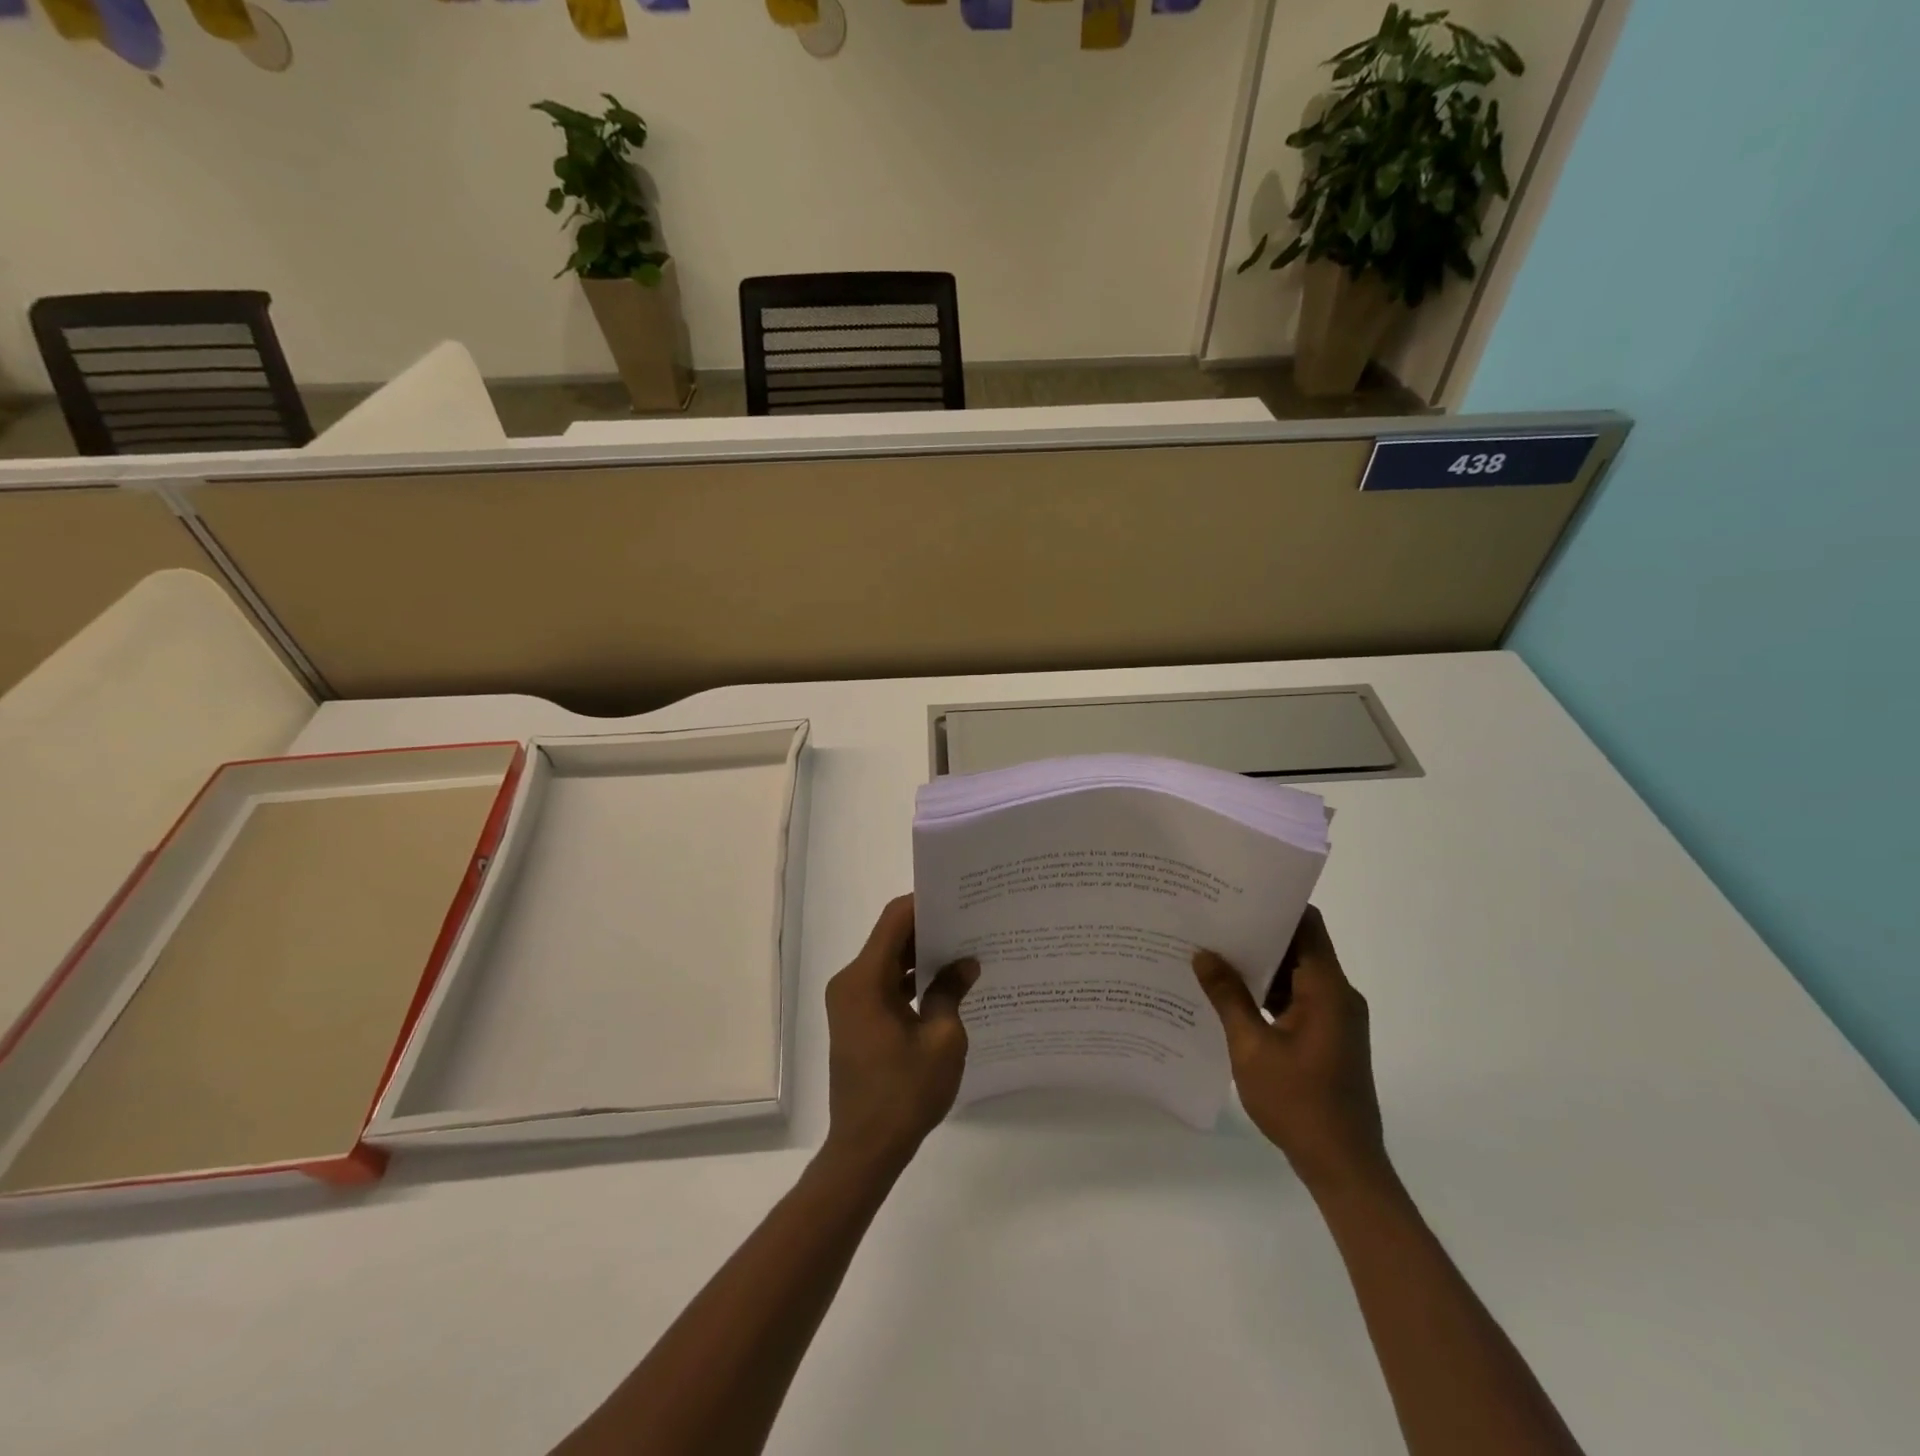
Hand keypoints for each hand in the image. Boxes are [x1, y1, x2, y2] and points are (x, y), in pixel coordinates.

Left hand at [822, 896, 977, 1173]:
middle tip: (970, 920)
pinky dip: (911, 979)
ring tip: (965, 947)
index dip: (924, 902)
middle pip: (890, 938)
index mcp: (864, 980)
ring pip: (888, 961)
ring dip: (921, 955)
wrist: (866, 1149)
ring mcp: (850, 1002)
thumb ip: (951, 992)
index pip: (894, 920)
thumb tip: (966, 963)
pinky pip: (885, 984)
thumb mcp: (942, 1039)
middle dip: (929, 928)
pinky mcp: (856, 1020)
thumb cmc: (904, 1093)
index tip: (959, 896)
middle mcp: (850, 982)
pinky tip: (945, 983)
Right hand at [1192, 907, 1390, 1195]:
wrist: (1344, 1167)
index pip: (1308, 925)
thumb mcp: (1252, 1047)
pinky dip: (1269, 994)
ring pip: (1297, 975)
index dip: (1276, 905)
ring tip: (1214, 954)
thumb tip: (1203, 954)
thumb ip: (1228, 997)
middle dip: (1259, 934)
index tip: (1237, 894)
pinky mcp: (1330, 1039)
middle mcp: (1338, 997)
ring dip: (1261, 967)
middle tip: (1213, 922)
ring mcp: (1336, 1020)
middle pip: (1300, 947)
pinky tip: (1231, 997)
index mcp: (1328, 990)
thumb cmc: (1299, 1102)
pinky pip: (1298, 1000)